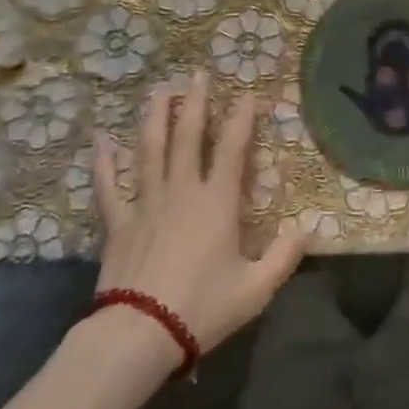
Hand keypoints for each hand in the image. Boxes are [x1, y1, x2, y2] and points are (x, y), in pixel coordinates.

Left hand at [93, 72, 303, 355]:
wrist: (140, 333)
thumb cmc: (202, 307)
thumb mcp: (256, 288)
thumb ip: (284, 257)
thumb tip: (307, 230)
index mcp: (217, 202)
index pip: (234, 148)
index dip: (243, 118)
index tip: (248, 94)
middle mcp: (182, 190)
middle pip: (188, 136)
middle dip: (195, 103)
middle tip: (198, 74)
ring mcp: (146, 202)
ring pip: (150, 149)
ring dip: (155, 117)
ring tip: (160, 91)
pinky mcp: (118, 221)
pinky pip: (108, 185)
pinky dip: (104, 162)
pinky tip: (101, 140)